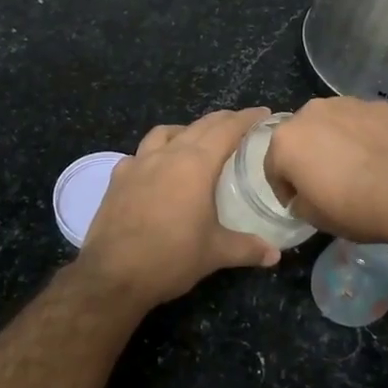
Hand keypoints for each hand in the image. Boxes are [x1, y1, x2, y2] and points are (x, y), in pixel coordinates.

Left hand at [75, 108, 280, 309]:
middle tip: (239, 122)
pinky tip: (155, 168)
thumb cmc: (171, 258)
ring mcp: (137, 164)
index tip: (263, 112)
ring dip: (185, 130)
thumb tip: (274, 254)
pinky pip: (138, 154)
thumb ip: (247, 248)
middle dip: (221, 120)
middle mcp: (166, 155)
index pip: (226, 130)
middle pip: (198, 126)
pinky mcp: (117, 179)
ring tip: (196, 140)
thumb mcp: (215, 253)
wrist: (113, 275)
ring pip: (165, 133)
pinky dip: (153, 153)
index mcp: (195, 165)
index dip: (246, 119)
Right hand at [265, 97, 387, 249]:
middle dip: (307, 156)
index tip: (298, 203)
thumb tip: (303, 196)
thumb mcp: (315, 218)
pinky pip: (361, 122)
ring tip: (355, 166)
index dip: (284, 188)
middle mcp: (310, 112)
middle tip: (325, 182)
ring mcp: (346, 104)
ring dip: (334, 141)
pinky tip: (378, 156)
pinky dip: (363, 136)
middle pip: (300, 137)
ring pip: (331, 124)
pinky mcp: (378, 105)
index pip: (273, 166)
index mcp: (286, 141)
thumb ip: (299, 202)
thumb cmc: (355, 207)